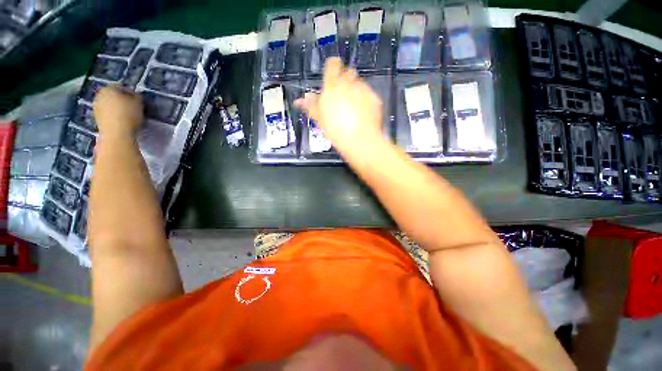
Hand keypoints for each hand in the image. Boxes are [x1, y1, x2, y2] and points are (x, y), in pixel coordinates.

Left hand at [93, 86, 143, 138]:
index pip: (120, 86)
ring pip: (109, 105)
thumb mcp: (138, 102)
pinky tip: (122, 122)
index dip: (130, 93)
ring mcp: (96, 108)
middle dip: (122, 100)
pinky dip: (114, 116)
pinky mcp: (97, 119)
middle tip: (133, 108)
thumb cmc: (128, 114)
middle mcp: (99, 95)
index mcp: (108, 88)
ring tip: (128, 116)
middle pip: (113, 96)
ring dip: (117, 109)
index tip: (137, 100)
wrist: (117, 133)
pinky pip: (108, 114)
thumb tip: (134, 95)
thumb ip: (136, 96)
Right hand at [294, 58, 383, 153]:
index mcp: (332, 86)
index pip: (332, 65)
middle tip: (341, 97)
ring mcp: (363, 90)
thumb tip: (300, 100)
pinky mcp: (374, 97)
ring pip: (358, 83)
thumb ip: (311, 105)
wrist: (360, 140)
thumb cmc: (338, 131)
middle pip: (347, 72)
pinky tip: (361, 112)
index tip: (332, 75)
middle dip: (344, 81)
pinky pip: (368, 94)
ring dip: (354, 91)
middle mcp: (348, 83)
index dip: (332, 67)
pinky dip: (365, 100)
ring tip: (352, 108)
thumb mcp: (320, 119)